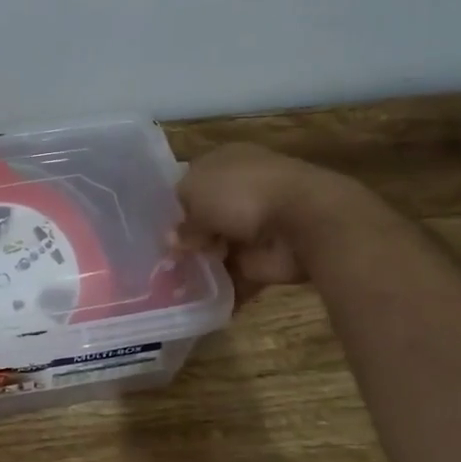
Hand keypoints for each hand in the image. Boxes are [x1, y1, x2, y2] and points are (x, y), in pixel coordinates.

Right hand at [172, 143, 360, 305]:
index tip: (157, 226)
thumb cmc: (241, 193)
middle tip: (164, 258)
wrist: (303, 220)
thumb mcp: (194, 195)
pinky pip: (237, 274)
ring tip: (173, 282)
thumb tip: (175, 241)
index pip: (192, 181)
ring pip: (220, 246)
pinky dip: (222, 287)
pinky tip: (196, 299)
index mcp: (225, 161)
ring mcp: (256, 225)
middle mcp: (241, 190)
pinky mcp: (268, 258)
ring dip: (202, 263)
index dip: (175, 204)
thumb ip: (181, 219)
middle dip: (187, 238)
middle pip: (205, 216)